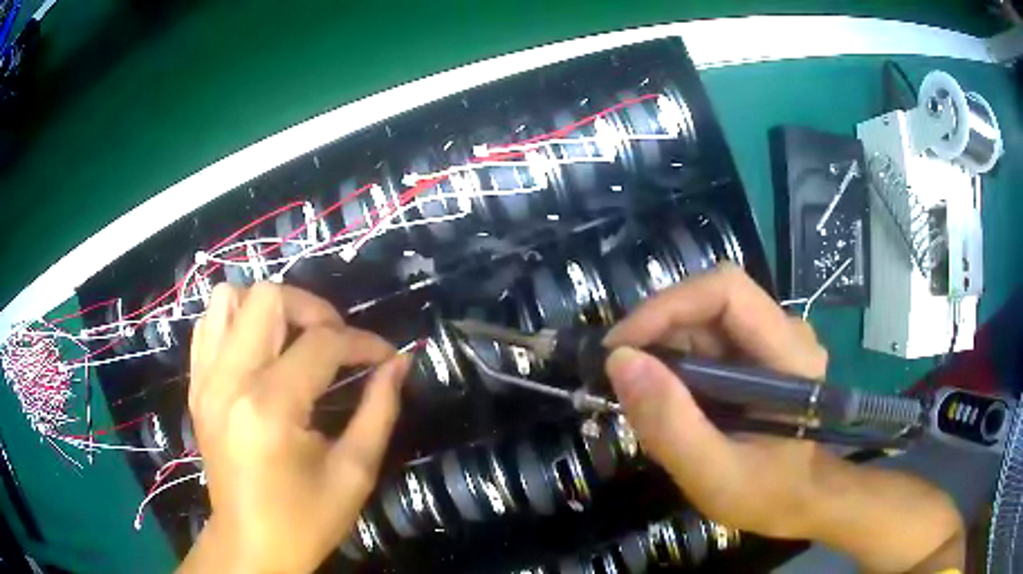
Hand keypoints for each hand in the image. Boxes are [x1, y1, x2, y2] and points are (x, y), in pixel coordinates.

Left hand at [179, 283, 410, 573]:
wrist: (251, 544)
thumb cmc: (306, 519)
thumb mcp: (355, 472)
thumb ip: (380, 410)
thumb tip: (400, 362)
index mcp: (270, 408)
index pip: (322, 343)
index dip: (363, 342)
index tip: (386, 356)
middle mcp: (229, 381)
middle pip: (268, 298)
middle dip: (313, 309)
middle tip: (336, 341)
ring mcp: (205, 380)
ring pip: (229, 298)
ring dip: (268, 309)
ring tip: (293, 340)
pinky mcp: (196, 386)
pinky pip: (208, 325)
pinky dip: (236, 322)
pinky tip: (259, 351)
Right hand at [603, 264, 962, 572]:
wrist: (799, 501)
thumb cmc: (766, 494)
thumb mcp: (714, 475)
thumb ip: (671, 425)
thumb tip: (620, 362)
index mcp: (789, 354)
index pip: (725, 291)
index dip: (667, 306)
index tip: (619, 348)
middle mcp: (785, 331)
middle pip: (710, 301)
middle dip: (658, 332)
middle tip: (621, 378)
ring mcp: (772, 339)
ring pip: (704, 319)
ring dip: (663, 349)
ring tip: (642, 397)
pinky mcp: (758, 352)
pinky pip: (707, 339)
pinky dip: (676, 362)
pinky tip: (668, 398)